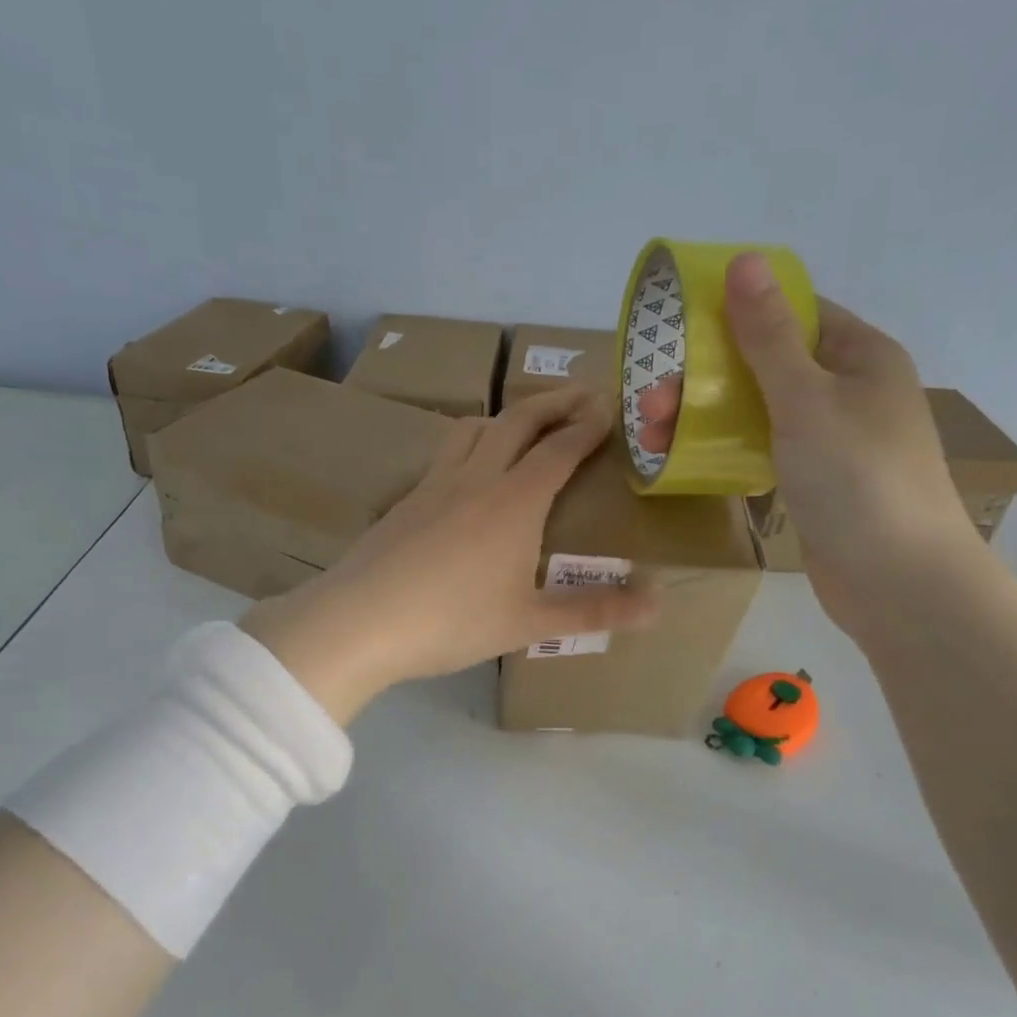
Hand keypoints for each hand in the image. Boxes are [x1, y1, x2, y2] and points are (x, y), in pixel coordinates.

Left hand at [241, 389, 657, 723]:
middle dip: (554, 402)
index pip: (559, 449)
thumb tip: (658, 606)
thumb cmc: (451, 621)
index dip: (588, 426)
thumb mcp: (528, 623)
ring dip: (506, 416)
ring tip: (523, 423)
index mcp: (514, 501)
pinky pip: (445, 453)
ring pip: (474, 428)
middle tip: (581, 394)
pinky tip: (467, 472)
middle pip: (518, 421)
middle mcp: (476, 478)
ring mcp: (434, 484)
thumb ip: (594, 611)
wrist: (359, 621)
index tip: (610, 408)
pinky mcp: (404, 500)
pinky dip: (470, 443)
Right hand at [635, 253, 976, 632]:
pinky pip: (763, 448)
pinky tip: (684, 458)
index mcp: (861, 355)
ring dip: (706, 415)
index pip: (796, 311)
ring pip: (759, 410)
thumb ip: (769, 335)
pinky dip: (727, 448)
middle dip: (706, 376)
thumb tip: (744, 260)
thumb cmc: (857, 477)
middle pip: (767, 364)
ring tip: (652, 435)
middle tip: (652, 400)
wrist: (898, 582)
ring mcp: (832, 439)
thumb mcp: (806, 398)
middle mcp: (849, 389)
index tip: (680, 327)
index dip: (738, 311)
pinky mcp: (815, 481)